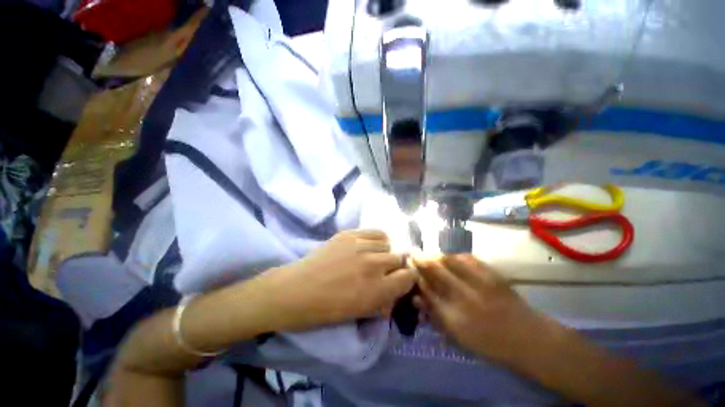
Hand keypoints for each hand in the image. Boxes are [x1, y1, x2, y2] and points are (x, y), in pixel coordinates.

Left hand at [263, 229, 416, 329]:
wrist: (298, 290)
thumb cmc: (327, 309)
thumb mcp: (361, 312)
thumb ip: (385, 300)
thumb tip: (397, 289)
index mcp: (379, 290)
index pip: (409, 276)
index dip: (408, 277)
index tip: (402, 278)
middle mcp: (374, 264)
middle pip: (399, 257)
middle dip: (396, 265)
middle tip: (385, 269)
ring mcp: (361, 246)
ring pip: (387, 244)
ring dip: (384, 252)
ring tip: (374, 256)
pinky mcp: (349, 234)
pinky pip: (375, 232)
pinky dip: (376, 239)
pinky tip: (369, 245)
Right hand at [414, 255, 542, 362]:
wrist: (528, 337)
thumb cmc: (490, 343)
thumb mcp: (458, 337)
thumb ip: (435, 315)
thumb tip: (417, 298)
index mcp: (454, 317)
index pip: (427, 290)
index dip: (416, 277)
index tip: (410, 270)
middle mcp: (464, 296)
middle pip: (435, 270)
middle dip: (421, 261)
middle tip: (414, 257)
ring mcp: (480, 282)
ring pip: (449, 260)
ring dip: (436, 256)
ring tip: (432, 256)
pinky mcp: (492, 273)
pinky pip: (467, 258)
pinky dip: (455, 256)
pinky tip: (451, 258)